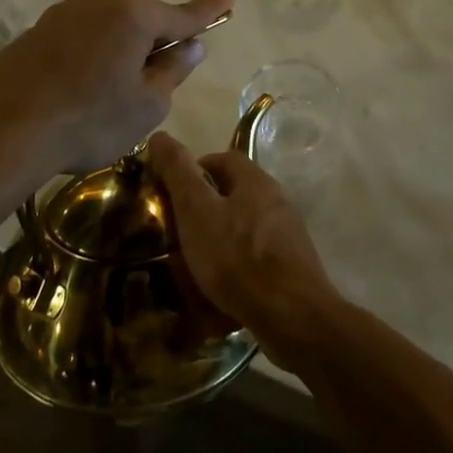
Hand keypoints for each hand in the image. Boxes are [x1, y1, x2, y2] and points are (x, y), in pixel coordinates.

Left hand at [0, 0, 231, 178]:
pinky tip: (77, 92)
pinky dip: (90, 58)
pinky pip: (81, 38)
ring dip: (120, 52)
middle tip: (154, 85)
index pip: (183, 15)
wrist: (0, 130)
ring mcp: (64, 12)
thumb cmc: (88, 119)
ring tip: (108, 97)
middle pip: (143, 20)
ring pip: (109, 29)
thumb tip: (190, 46)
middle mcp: (99, 0)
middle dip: (154, 44)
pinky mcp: (36, 30)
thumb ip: (173, 70)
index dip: (209, 12)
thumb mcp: (146, 105)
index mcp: (134, 13)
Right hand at [149, 133, 340, 364]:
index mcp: (255, 180)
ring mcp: (287, 235)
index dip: (194, 170)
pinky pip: (254, 258)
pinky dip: (234, 267)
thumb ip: (178, 173)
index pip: (222, 159)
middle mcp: (276, 200)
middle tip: (176, 232)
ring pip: (243, 227)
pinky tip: (218, 291)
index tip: (170, 193)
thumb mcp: (197, 211)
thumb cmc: (238, 258)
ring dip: (218, 240)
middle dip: (204, 208)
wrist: (292, 317)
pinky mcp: (291, 267)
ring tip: (192, 264)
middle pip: (234, 193)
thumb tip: (159, 136)